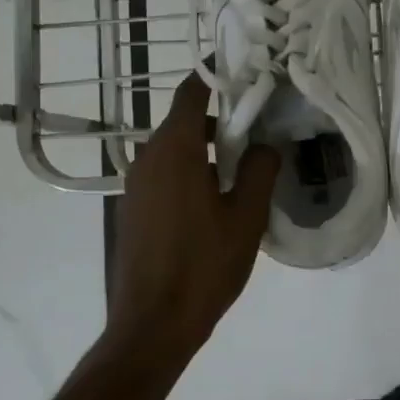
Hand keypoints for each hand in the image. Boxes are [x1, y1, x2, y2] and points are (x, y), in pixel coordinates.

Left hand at [107, 70, 279, 355]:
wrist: (153, 324)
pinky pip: (163, 175)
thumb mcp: (247, 217)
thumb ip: (261, 170)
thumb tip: (267, 145)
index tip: (246, 75)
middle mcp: (147, 158)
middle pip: (183, 121)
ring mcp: (135, 185)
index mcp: (175, 151)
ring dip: (206, 150)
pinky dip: (189, 173)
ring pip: (173, 150)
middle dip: (220, 120)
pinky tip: (215, 201)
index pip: (191, 93)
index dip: (217, 78)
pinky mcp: (132, 209)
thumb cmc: (204, 266)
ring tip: (243, 170)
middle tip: (259, 131)